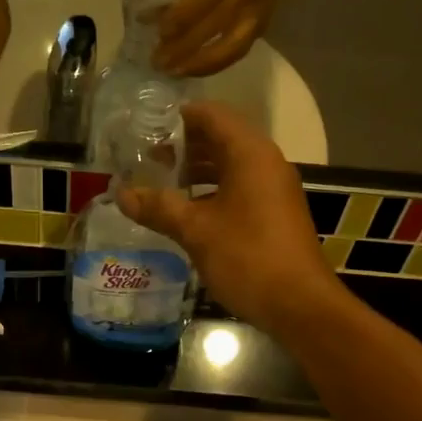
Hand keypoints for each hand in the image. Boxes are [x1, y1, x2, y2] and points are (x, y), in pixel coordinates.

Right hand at [115, 102, 342, 334]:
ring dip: (197, 172)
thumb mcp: (196, 231)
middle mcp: (266, 163)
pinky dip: (212, 192)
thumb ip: (158, 207)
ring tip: (161, 185)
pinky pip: (239, 189)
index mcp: (250, 154)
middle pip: (221, 139)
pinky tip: (187, 212)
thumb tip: (121, 194)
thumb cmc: (247, 257)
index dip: (179, 117)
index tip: (147, 127)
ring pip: (230, 167)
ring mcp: (273, 190)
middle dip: (184, 147)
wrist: (299, 305)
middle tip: (147, 159)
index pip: (212, 115)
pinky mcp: (275, 214)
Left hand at [155, 0, 298, 77]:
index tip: (158, 34)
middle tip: (158, 62)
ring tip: (175, 72)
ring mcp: (260, 11)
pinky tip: (195, 69)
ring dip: (200, 64)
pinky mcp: (264, 24)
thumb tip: (152, 13)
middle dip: (182, 48)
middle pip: (213, 27)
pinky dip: (215, 64)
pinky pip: (239, 51)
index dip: (179, 19)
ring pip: (230, 48)